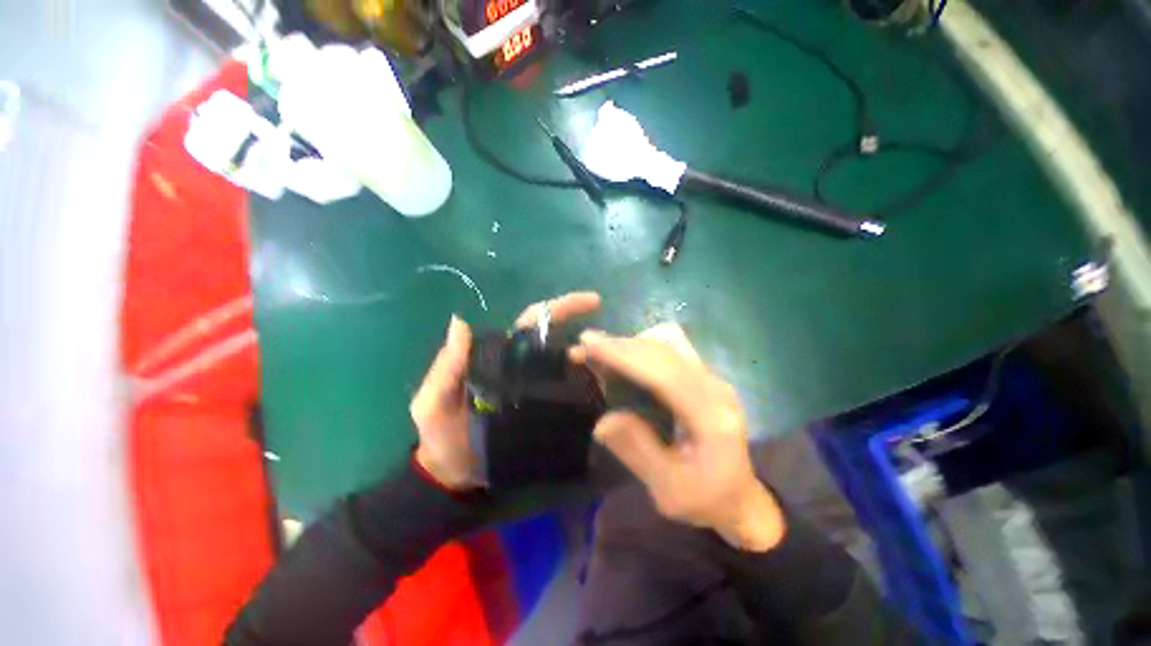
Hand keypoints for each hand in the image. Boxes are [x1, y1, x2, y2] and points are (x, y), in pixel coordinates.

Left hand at [411, 292, 601, 489]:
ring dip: (592, 362)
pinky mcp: (545, 414)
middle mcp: (522, 368)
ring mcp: (536, 391)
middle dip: (587, 332)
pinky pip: (570, 396)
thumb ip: (446, 367)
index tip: (592, 302)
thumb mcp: (433, 401)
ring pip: (569, 367)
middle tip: (613, 338)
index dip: (558, 309)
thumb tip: (460, 321)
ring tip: (611, 368)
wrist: (453, 475)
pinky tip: (606, 391)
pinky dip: (588, 389)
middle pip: (558, 340)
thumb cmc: (441, 436)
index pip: (532, 324)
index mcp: (500, 357)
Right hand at [573, 325, 785, 551]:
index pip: (664, 374)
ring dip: (628, 344)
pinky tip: (621, 359)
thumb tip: (601, 421)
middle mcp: (715, 388)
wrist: (740, 497)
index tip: (588, 345)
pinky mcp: (702, 376)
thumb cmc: (705, 500)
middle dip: (619, 345)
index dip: (624, 356)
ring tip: (598, 352)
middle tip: (582, 346)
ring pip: (666, 343)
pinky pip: (668, 350)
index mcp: (712, 418)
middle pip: (663, 351)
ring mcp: (711, 378)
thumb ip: (637, 452)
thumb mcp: (669, 491)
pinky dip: (639, 349)